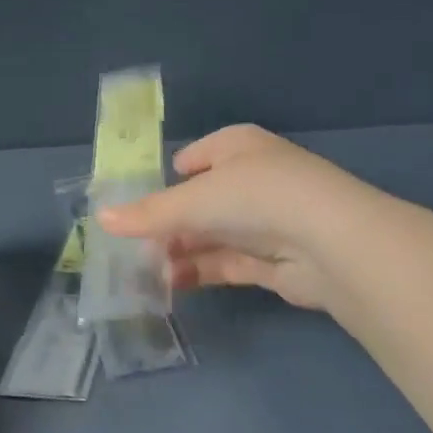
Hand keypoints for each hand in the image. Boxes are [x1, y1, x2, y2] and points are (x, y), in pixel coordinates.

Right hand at [95, 124, 375, 312]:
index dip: (166, 178)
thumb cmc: (255, 197)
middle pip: (200, 201)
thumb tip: (101, 219)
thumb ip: (148, 213)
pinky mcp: (274, 260)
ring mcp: (266, 221)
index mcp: (237, 147)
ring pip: (212, 235)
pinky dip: (200, 271)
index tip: (135, 205)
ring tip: (145, 273)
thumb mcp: (193, 199)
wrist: (330, 241)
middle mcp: (253, 179)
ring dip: (180, 252)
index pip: (195, 157)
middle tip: (132, 248)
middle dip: (168, 224)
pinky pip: (228, 263)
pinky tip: (172, 285)